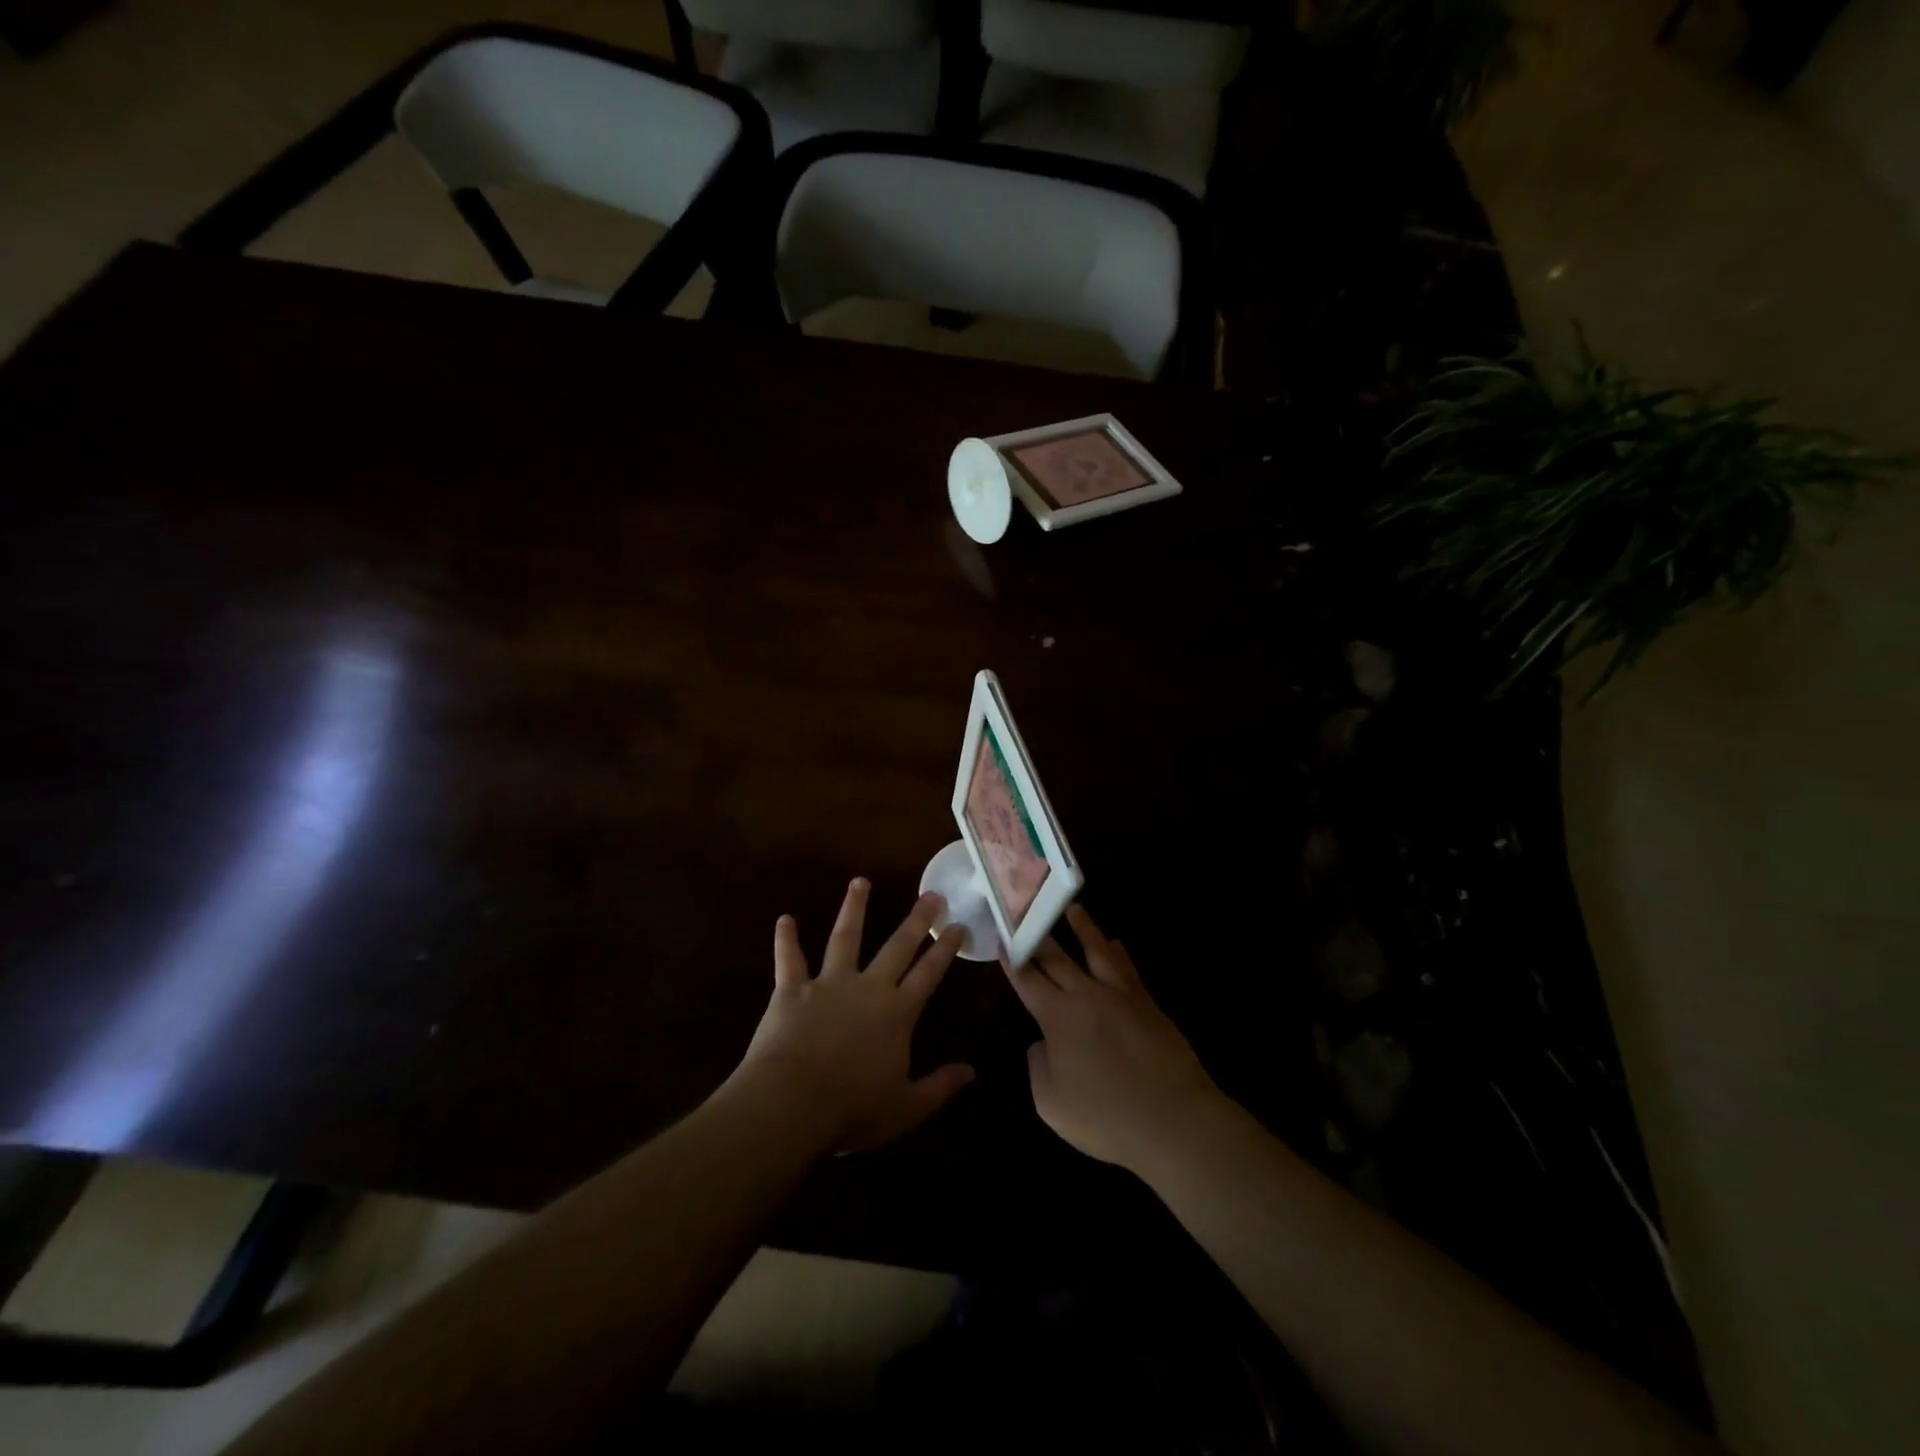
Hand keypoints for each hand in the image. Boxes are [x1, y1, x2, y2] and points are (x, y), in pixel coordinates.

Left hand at [734, 879, 974, 1151]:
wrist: (793, 1103)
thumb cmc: (853, 1109)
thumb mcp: (906, 1107)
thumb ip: (939, 1087)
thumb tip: (972, 1072)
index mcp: (898, 1013)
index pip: (929, 973)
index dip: (945, 949)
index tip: (958, 924)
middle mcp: (868, 988)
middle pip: (897, 947)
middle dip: (917, 920)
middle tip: (931, 894)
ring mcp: (829, 984)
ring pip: (845, 938)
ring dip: (854, 909)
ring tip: (860, 882)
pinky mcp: (792, 990)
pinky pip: (790, 960)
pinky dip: (786, 940)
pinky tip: (785, 919)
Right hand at [1005, 906, 1223, 1174]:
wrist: (1172, 1119)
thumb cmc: (1105, 1116)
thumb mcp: (1051, 1103)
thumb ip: (1038, 1066)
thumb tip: (1042, 1043)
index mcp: (1057, 1016)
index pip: (1028, 980)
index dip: (1012, 960)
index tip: (1002, 938)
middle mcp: (1086, 995)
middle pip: (1057, 958)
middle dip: (1038, 935)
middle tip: (1026, 911)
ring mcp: (1120, 995)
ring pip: (1096, 951)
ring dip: (1082, 928)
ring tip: (1072, 908)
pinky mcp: (1147, 1003)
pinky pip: (1127, 968)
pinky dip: (1117, 952)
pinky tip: (1115, 943)